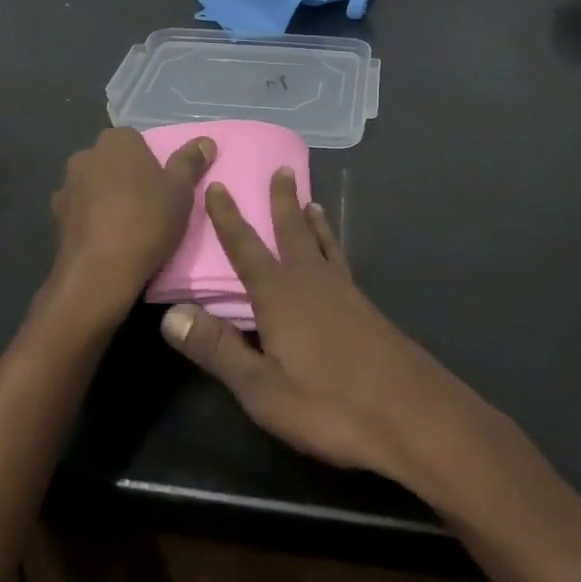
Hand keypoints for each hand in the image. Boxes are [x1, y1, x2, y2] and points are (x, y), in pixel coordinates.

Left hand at [49, 128, 215, 324]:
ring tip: (127, 227)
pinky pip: (80, 212)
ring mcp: (65, 187)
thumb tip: (205, 141)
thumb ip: (191, 162)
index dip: (150, 162)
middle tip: (148, 205)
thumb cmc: (146, 221)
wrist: (98, 274)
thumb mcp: (181, 191)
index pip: (136, 141)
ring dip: (106, 198)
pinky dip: (91, 221)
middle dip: (126, 177)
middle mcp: (85, 156)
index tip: (162, 186)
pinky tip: (106, 242)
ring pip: (93, 186)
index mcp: (116, 141)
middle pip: (112, 161)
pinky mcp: (54, 218)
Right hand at [158, 170, 465, 485]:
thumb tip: (170, 314)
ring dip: (312, 220)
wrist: (410, 412)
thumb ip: (217, 350)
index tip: (218, 185)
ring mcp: (344, 291)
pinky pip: (341, 260)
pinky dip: (333, 245)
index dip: (228, 217)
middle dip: (282, 201)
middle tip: (282, 169)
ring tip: (311, 201)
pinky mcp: (366, 307)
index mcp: (280, 295)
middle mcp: (311, 280)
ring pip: (322, 243)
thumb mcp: (262, 389)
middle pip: (292, 231)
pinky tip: (336, 260)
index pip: (246, 248)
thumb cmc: (329, 404)